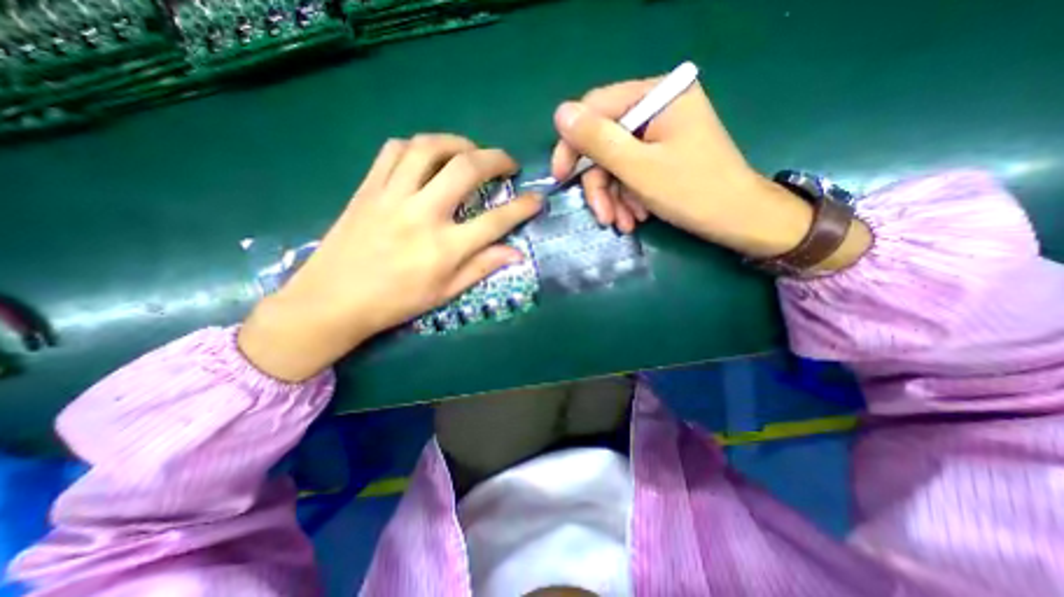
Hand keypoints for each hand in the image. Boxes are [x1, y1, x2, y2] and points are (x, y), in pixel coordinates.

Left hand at [237, 134, 543, 379]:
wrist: (333, 300)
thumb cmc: (396, 303)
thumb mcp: (446, 292)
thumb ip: (482, 267)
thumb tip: (516, 253)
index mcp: (445, 248)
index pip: (496, 220)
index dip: (523, 207)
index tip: (537, 199)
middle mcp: (423, 214)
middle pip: (467, 169)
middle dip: (497, 159)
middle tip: (508, 163)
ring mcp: (392, 196)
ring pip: (430, 148)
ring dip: (459, 143)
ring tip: (471, 152)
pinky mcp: (368, 188)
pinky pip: (394, 150)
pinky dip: (419, 145)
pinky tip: (429, 155)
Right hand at [553, 75, 866, 263]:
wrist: (739, 220)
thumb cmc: (692, 192)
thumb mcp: (638, 168)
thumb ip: (598, 140)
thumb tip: (560, 114)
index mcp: (657, 95)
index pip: (596, 109)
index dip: (573, 144)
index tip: (561, 178)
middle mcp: (658, 107)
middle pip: (606, 143)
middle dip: (601, 186)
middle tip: (603, 218)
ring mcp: (660, 132)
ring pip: (616, 163)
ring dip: (614, 198)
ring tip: (624, 224)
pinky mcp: (662, 155)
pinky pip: (631, 172)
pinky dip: (628, 198)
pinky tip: (635, 218)